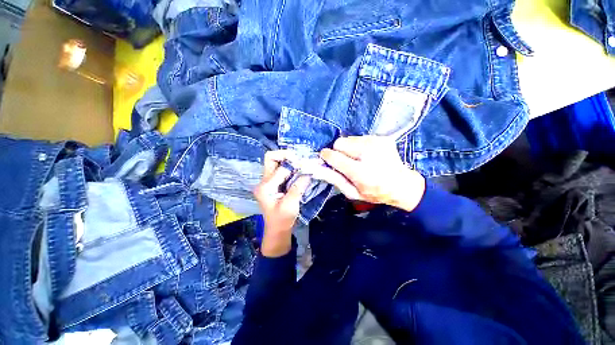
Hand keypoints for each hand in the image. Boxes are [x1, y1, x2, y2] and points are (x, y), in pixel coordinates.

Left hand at [254, 150, 310, 256]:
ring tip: (301, 164)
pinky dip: (290, 167)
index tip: (305, 164)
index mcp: (265, 187)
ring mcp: (268, 182)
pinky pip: (280, 169)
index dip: (294, 164)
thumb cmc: (282, 220)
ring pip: (276, 162)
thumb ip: (298, 187)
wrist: (277, 230)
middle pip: (271, 158)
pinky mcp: (273, 184)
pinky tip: (299, 170)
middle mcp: (264, 181)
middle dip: (286, 155)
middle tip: (300, 160)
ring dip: (289, 161)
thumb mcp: (290, 205)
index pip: (280, 167)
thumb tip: (308, 171)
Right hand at [317, 136, 425, 211]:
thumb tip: (317, 168)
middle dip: (339, 151)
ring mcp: (377, 143)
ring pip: (349, 138)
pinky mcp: (382, 138)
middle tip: (347, 162)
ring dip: (349, 148)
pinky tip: (367, 155)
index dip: (327, 156)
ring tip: (359, 159)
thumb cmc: (374, 192)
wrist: (402, 185)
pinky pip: (359, 137)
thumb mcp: (352, 192)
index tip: (326, 159)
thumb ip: (334, 179)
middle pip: (340, 142)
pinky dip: (359, 145)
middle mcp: (369, 153)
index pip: (334, 156)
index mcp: (361, 172)